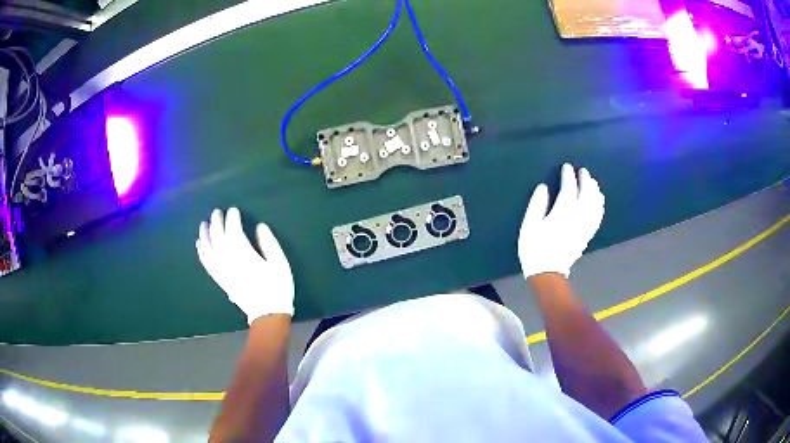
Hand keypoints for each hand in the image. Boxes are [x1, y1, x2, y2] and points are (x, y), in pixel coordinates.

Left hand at [196, 208, 294, 322]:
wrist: (268, 314)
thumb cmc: (277, 288)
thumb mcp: (280, 264)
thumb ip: (269, 243)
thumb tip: (259, 227)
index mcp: (245, 256)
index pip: (234, 232)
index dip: (232, 219)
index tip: (233, 210)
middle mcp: (230, 261)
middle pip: (218, 238)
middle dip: (217, 223)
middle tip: (217, 212)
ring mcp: (223, 271)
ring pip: (209, 249)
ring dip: (205, 235)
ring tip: (204, 224)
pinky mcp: (220, 280)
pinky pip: (207, 264)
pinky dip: (202, 252)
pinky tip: (200, 245)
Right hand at [518, 163, 604, 278]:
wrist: (547, 273)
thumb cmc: (535, 249)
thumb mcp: (529, 225)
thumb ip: (537, 204)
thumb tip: (543, 187)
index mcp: (562, 213)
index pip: (569, 188)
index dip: (569, 176)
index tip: (567, 167)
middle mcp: (577, 217)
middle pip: (586, 194)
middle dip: (585, 180)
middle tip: (583, 171)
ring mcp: (584, 227)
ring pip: (595, 205)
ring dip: (595, 191)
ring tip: (593, 182)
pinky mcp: (587, 235)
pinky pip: (597, 217)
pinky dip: (599, 206)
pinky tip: (599, 201)